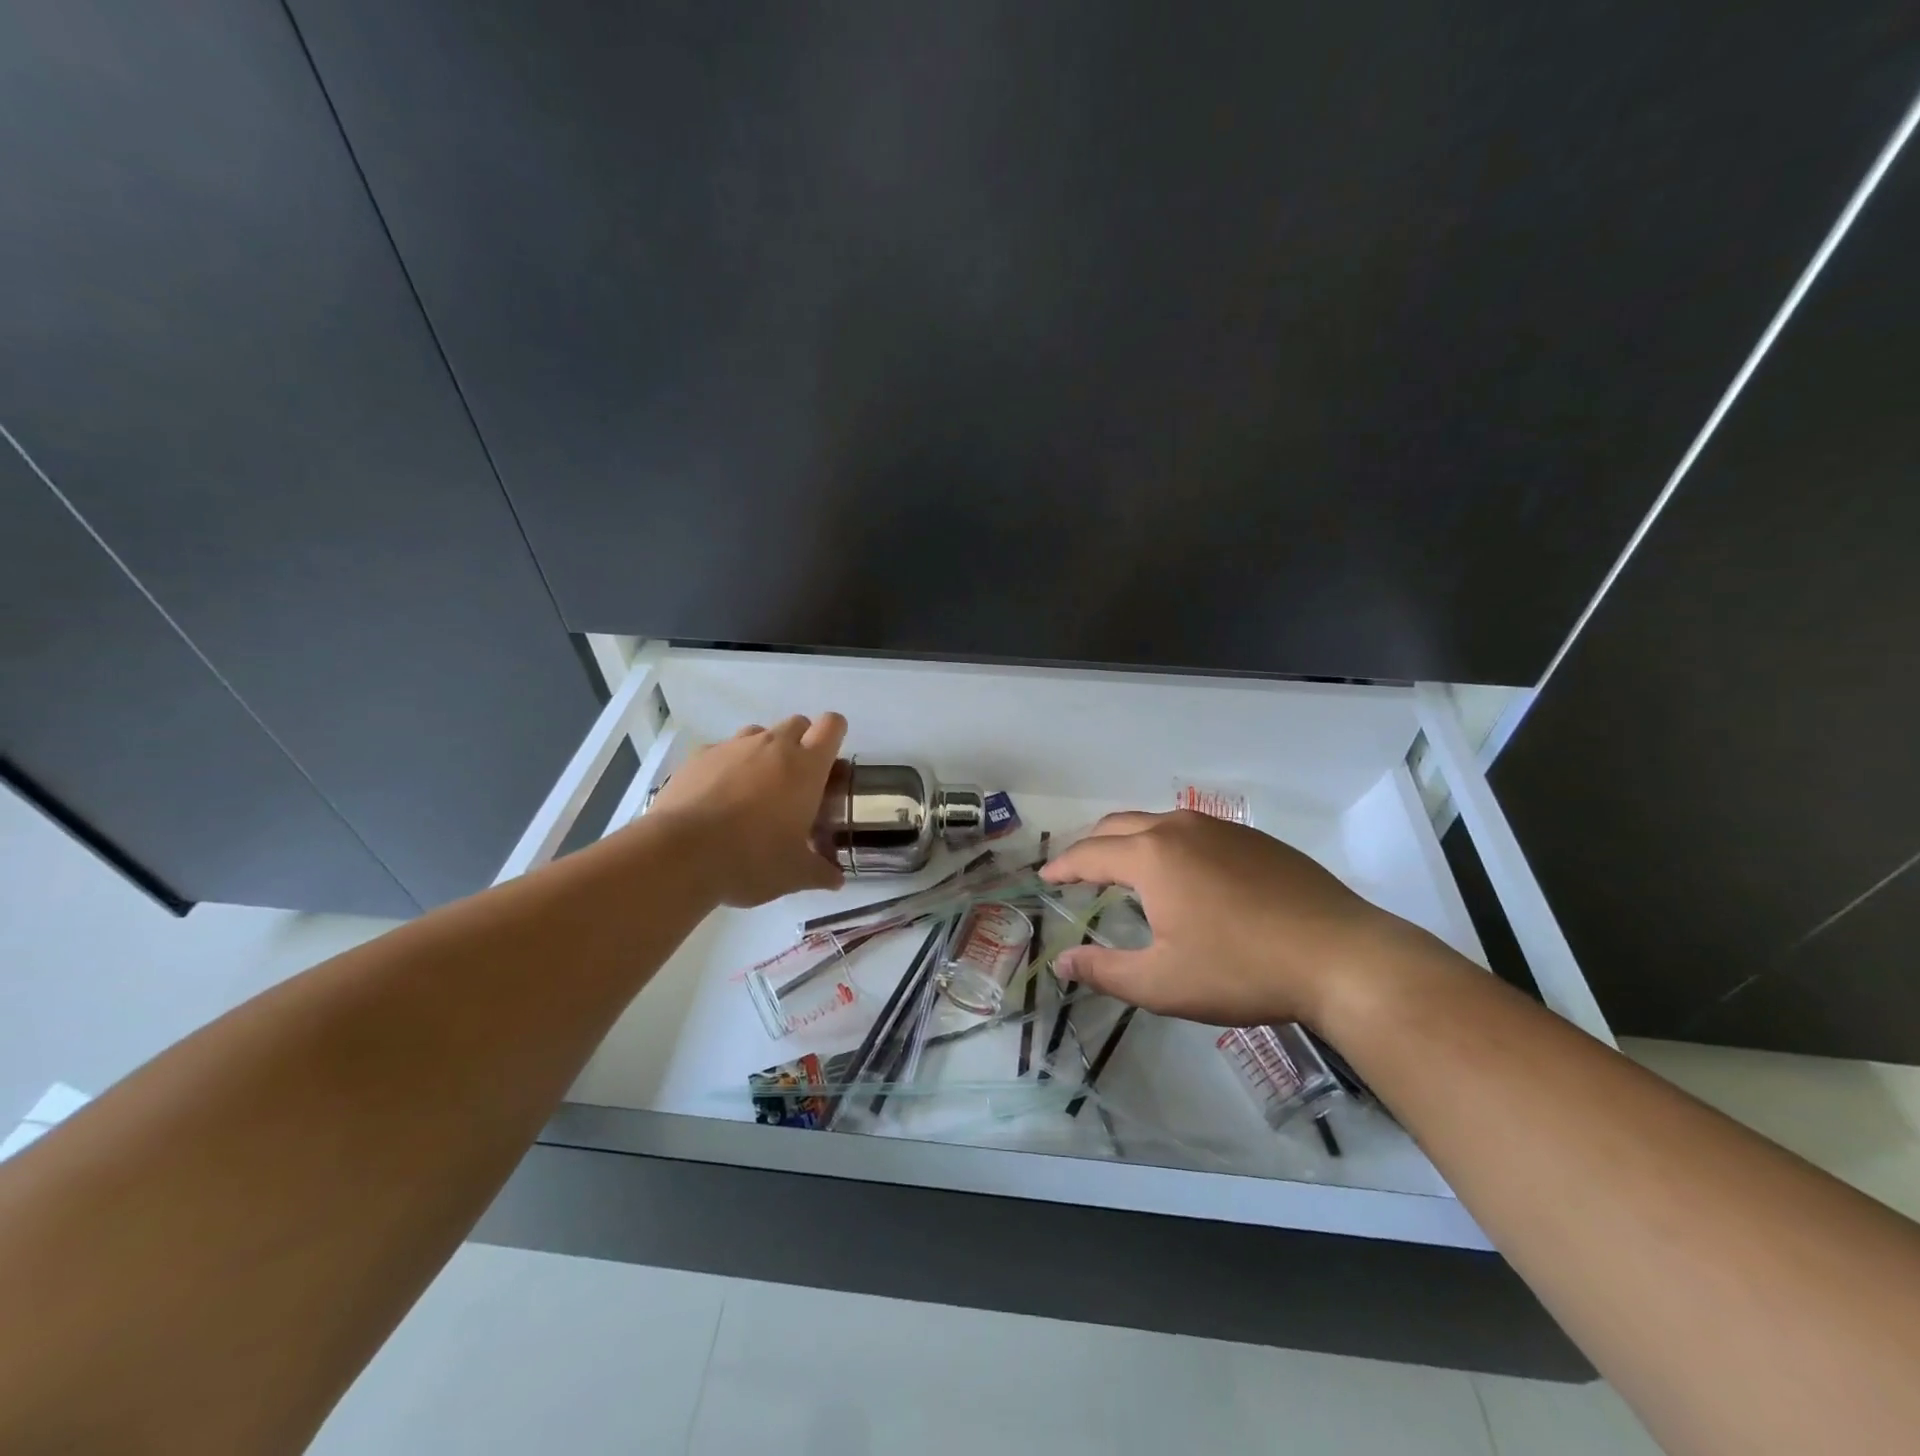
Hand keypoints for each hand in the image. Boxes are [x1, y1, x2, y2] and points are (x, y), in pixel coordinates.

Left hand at [646, 714, 847, 906]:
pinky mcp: (698, 756)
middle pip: (797, 723)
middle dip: (801, 743)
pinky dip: (726, 766)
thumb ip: (820, 872)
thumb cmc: (752, 859)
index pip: (832, 726)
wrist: (680, 854)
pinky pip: (721, 750)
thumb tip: (837, 880)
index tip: (830, 762)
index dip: (835, 736)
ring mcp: (732, 747)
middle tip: (795, 782)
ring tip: (755, 789)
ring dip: (763, 752)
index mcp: (806, 767)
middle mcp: (772, 746)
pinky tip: (717, 797)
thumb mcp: (794, 874)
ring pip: (758, 733)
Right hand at [1040, 810, 1413, 1026]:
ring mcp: (1221, 829)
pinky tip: (1183, 874)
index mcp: (1151, 856)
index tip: (1045, 876)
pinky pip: (1193, 831)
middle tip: (1079, 872)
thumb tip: (1061, 962)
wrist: (1342, 956)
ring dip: (1130, 841)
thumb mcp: (1163, 984)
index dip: (1063, 866)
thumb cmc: (1241, 971)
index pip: (1090, 854)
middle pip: (1119, 825)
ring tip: (1125, 870)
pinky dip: (1168, 844)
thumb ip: (1104, 972)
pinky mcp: (1253, 838)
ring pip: (1157, 823)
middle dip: (1092, 846)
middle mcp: (1180, 829)